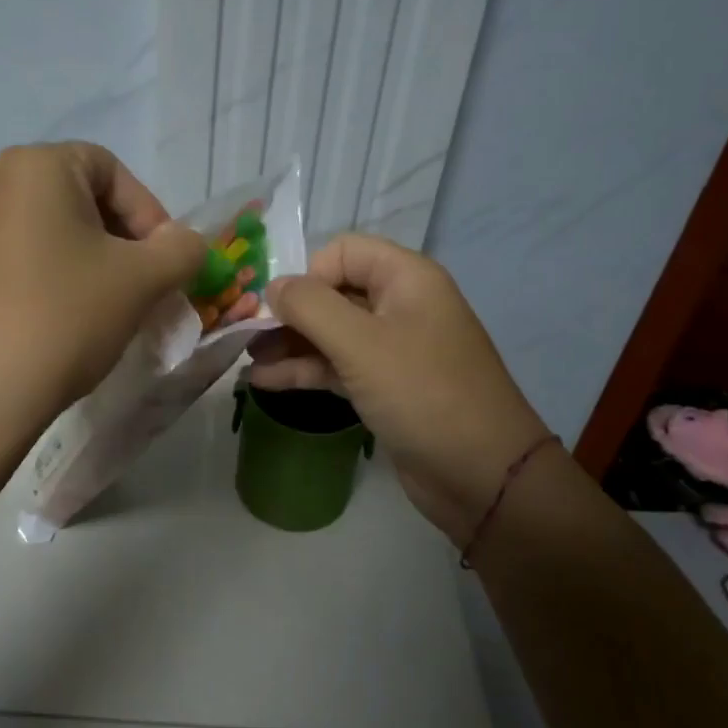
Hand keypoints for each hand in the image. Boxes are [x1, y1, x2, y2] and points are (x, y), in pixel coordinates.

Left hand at [0, 143, 204, 431]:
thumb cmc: (65, 315)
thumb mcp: (143, 279)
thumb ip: (182, 249)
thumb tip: (186, 243)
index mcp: (36, 165)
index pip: (111, 171)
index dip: (149, 214)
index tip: (165, 263)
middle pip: (79, 198)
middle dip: (122, 240)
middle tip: (144, 286)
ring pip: (51, 231)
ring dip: (91, 262)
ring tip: (109, 307)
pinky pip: (20, 257)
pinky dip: (53, 277)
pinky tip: (65, 320)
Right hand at [249, 234, 549, 540]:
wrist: (481, 475)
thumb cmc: (422, 394)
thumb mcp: (361, 343)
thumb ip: (310, 306)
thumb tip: (273, 286)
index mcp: (406, 279)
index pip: (343, 252)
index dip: (308, 274)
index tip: (281, 309)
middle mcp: (401, 305)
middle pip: (334, 292)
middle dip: (290, 311)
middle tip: (247, 335)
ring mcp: (394, 349)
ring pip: (332, 333)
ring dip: (290, 343)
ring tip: (246, 358)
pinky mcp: (386, 386)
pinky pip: (338, 366)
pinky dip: (305, 370)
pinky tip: (264, 381)